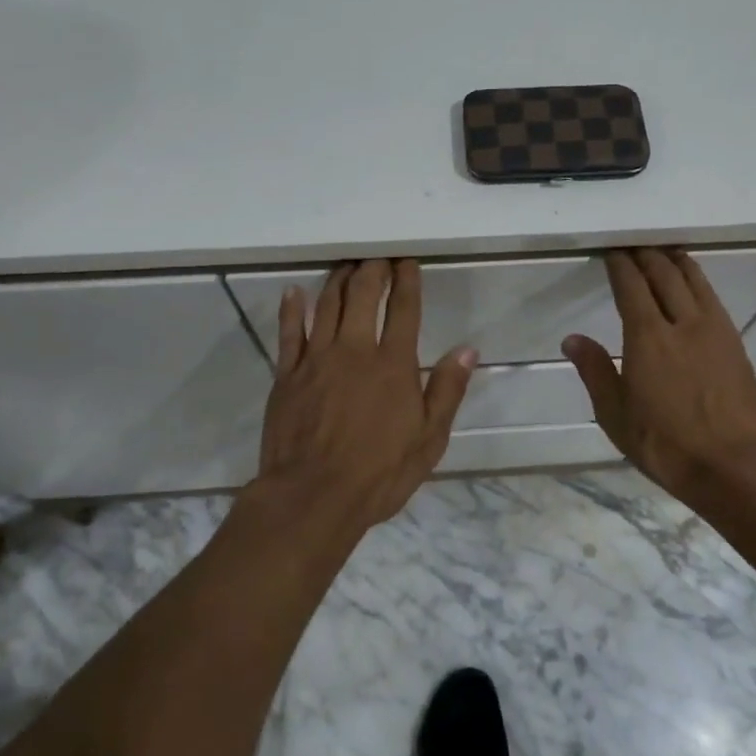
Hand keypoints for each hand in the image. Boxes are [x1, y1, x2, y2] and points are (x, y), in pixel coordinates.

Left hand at [256, 259, 477, 529]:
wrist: (313, 498)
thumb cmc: (379, 473)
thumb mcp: (429, 439)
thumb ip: (447, 390)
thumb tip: (467, 349)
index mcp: (393, 364)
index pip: (404, 309)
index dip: (407, 280)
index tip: (407, 261)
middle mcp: (355, 350)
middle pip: (363, 294)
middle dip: (372, 269)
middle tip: (377, 256)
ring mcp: (317, 359)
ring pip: (327, 305)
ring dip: (338, 280)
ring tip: (346, 265)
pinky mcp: (287, 375)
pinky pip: (289, 333)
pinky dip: (291, 309)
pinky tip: (293, 292)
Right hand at [563, 249, 755, 499]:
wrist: (735, 466)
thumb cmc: (665, 444)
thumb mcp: (616, 415)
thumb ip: (595, 371)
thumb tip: (572, 339)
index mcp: (647, 337)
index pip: (631, 286)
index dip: (620, 265)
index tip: (612, 252)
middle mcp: (682, 323)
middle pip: (664, 275)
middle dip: (646, 256)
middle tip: (635, 245)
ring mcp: (714, 330)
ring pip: (694, 281)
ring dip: (676, 262)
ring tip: (666, 251)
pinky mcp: (736, 343)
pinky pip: (713, 298)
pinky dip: (699, 281)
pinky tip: (695, 285)